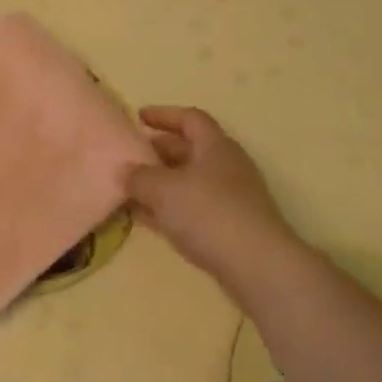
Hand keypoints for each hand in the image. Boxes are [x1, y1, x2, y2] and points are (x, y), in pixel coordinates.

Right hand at [126, 106, 296, 285]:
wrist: (257, 266)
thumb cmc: (208, 213)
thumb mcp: (163, 190)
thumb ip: (139, 177)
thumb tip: (124, 171)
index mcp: (215, 146)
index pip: (190, 119)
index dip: (164, 115)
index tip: (139, 117)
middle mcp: (226, 167)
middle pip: (189, 150)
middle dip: (158, 151)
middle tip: (130, 156)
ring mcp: (230, 200)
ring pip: (189, 183)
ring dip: (161, 183)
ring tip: (131, 188)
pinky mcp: (229, 228)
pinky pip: (192, 209)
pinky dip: (169, 209)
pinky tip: (146, 218)